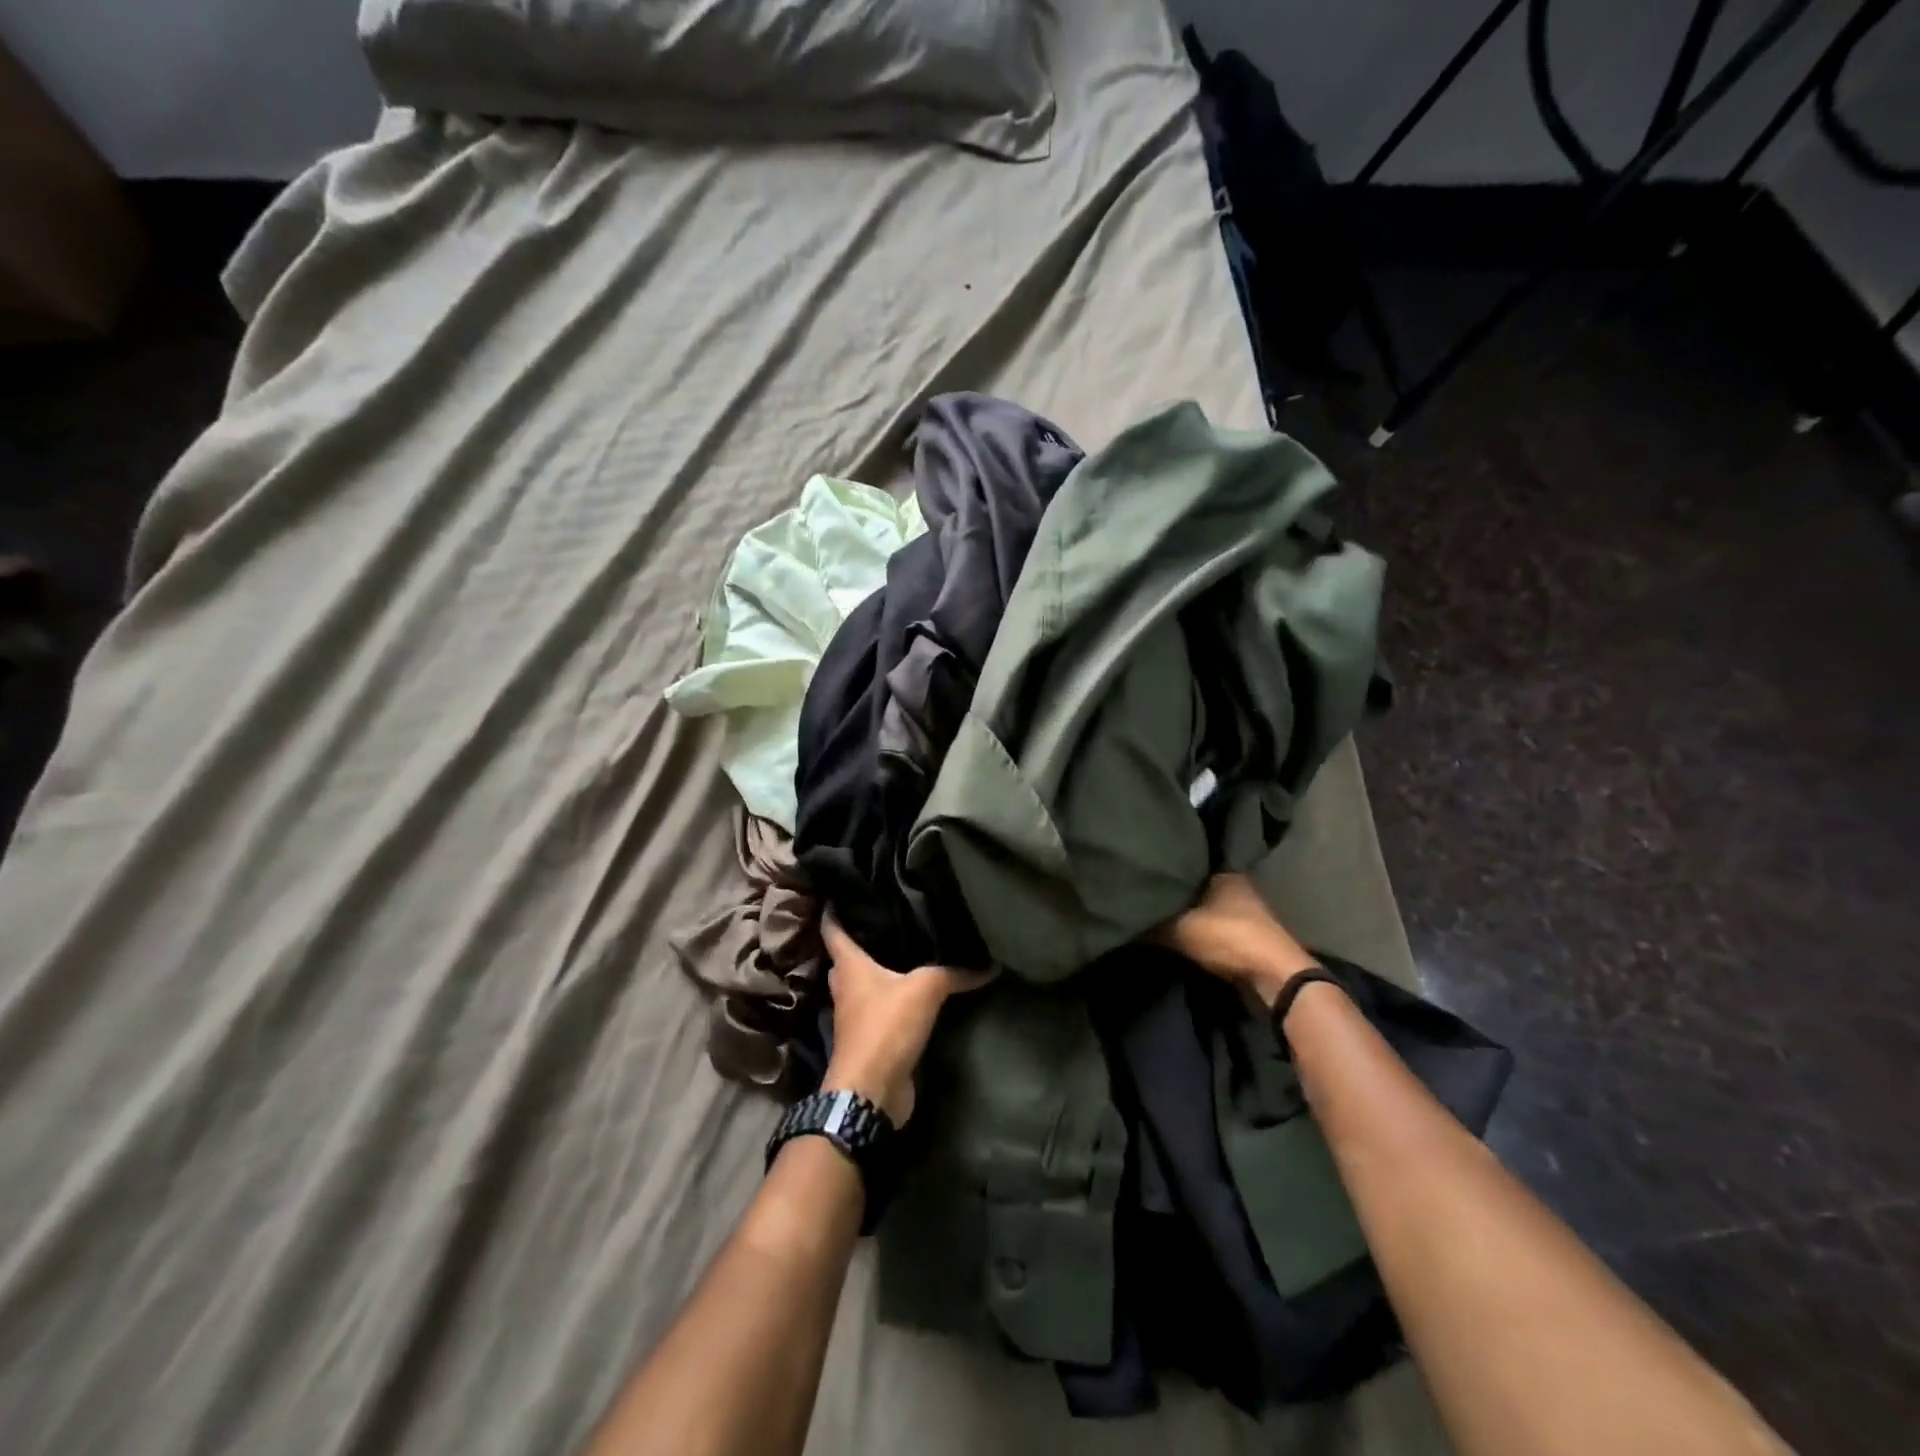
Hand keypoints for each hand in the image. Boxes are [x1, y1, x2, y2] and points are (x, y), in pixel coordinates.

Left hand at [820, 916, 989, 1125]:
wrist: (872, 1091)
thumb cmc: (885, 1026)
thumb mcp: (925, 989)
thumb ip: (954, 973)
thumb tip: (989, 964)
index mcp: (849, 966)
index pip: (833, 929)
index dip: (835, 908)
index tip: (842, 890)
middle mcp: (846, 987)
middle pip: (848, 956)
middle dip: (863, 938)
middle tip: (889, 917)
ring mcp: (856, 1015)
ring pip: (864, 983)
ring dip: (879, 971)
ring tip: (907, 949)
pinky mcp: (870, 1038)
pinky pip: (881, 1008)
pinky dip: (893, 998)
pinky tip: (916, 991)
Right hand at [1156, 873, 1320, 1006]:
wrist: (1275, 978)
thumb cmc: (1229, 938)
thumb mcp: (1180, 930)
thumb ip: (1152, 926)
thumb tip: (1124, 923)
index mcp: (1225, 874)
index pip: (1188, 865)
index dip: (1167, 873)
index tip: (1145, 880)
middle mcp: (1239, 888)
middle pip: (1199, 889)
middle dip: (1177, 897)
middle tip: (1147, 901)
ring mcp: (1249, 914)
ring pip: (1208, 911)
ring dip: (1191, 918)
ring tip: (1160, 921)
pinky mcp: (1252, 939)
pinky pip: (1217, 931)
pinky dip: (1203, 935)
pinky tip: (1183, 940)